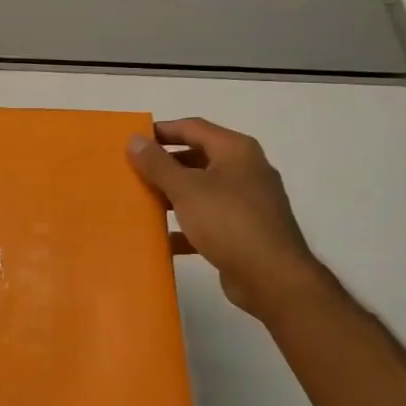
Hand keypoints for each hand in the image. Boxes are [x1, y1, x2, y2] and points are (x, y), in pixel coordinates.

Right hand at [127, 118, 330, 319]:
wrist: (273, 278)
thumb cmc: (228, 222)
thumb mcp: (186, 189)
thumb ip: (158, 164)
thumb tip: (135, 139)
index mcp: (236, 150)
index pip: (193, 128)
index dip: (162, 131)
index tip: (132, 141)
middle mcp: (245, 170)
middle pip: (198, 157)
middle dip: (165, 165)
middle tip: (133, 172)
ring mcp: (247, 201)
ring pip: (202, 190)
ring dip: (173, 195)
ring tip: (141, 201)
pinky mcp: (244, 230)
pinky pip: (208, 219)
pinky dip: (186, 225)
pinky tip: (162, 237)